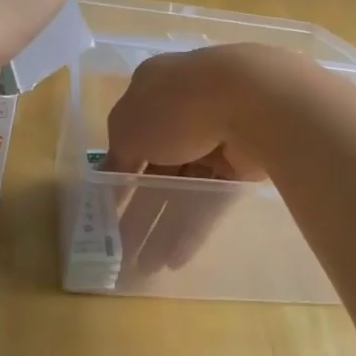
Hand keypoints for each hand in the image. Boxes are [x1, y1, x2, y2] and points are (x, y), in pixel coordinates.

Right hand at [103, 47, 274, 277]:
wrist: (250, 100)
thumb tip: (106, 178)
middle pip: (158, 168)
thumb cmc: (174, 106)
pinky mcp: (243, 164)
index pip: (132, 137)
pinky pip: (212, 198)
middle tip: (124, 249)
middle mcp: (186, 111)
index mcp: (155, 89)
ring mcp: (217, 137)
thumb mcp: (127, 129)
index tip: (108, 210)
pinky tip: (175, 259)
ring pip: (185, 187)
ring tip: (146, 266)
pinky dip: (193, 227)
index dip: (119, 175)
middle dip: (140, 209)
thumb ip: (116, 156)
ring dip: (164, 225)